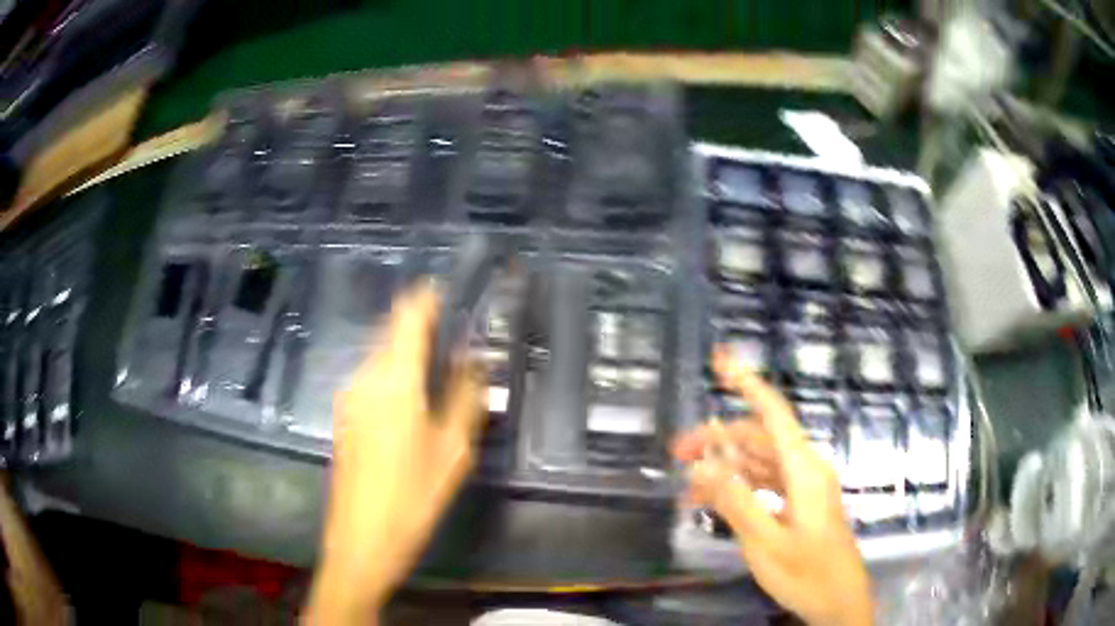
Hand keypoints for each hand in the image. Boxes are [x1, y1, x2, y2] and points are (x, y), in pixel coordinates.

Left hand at [305, 285, 484, 623]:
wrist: (360, 539)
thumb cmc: (412, 498)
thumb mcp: (453, 453)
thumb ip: (465, 399)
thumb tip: (473, 362)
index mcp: (394, 380)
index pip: (408, 316)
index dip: (427, 296)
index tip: (448, 289)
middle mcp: (365, 377)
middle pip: (391, 331)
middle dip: (420, 325)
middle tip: (454, 339)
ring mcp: (349, 396)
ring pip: (380, 354)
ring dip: (406, 351)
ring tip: (438, 370)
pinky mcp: (344, 415)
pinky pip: (371, 377)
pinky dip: (393, 373)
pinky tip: (412, 401)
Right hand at [673, 347, 872, 625]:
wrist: (839, 602)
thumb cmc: (807, 573)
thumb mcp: (766, 542)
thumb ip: (736, 502)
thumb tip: (703, 465)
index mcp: (804, 469)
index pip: (773, 413)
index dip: (747, 382)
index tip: (719, 359)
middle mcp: (805, 469)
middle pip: (759, 438)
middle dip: (718, 438)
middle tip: (676, 451)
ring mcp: (803, 487)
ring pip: (759, 462)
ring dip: (725, 466)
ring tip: (686, 483)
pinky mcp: (799, 504)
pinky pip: (765, 484)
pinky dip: (739, 487)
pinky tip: (713, 501)